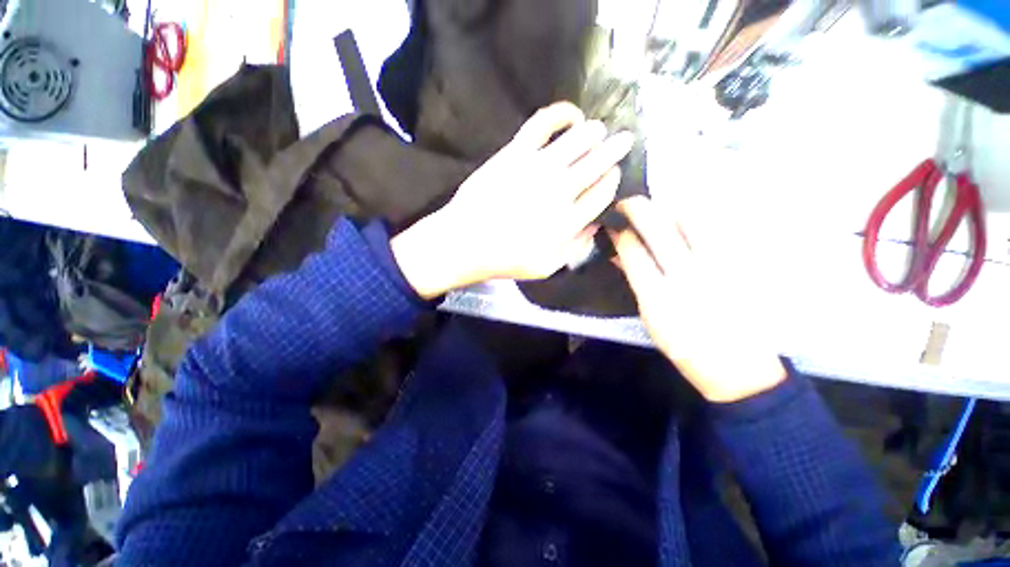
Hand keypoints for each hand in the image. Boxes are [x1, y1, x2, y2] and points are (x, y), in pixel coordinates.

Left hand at [392, 101, 633, 298]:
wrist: (466, 242)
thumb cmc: (507, 259)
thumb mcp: (548, 267)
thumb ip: (576, 247)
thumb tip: (596, 225)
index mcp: (569, 220)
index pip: (603, 193)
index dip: (613, 180)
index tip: (615, 174)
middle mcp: (560, 190)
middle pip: (599, 161)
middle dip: (616, 149)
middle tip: (624, 140)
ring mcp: (538, 167)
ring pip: (580, 138)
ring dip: (596, 132)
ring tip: (599, 131)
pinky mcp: (516, 152)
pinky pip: (544, 122)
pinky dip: (563, 113)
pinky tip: (572, 115)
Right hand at [610, 196, 786, 402]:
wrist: (737, 366)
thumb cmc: (683, 345)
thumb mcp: (650, 318)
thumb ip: (635, 282)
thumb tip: (618, 256)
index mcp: (658, 296)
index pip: (633, 251)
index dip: (620, 232)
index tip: (612, 223)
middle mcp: (687, 276)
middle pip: (659, 228)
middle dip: (638, 208)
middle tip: (627, 201)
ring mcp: (718, 266)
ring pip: (693, 219)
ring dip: (670, 206)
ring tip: (659, 205)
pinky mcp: (742, 264)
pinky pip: (719, 228)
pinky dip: (699, 216)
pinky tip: (688, 215)